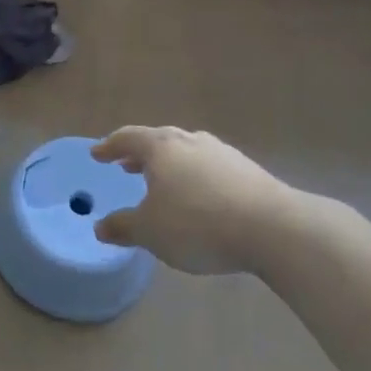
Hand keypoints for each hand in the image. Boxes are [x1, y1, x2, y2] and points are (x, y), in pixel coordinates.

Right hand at [91, 127, 288, 274]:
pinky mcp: (247, 171)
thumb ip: (123, 227)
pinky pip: (209, 168)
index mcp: (161, 147)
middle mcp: (190, 141)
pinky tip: (200, 197)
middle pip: (158, 141)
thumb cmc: (198, 224)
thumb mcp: (151, 232)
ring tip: (162, 182)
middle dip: (140, 154)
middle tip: (127, 166)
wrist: (273, 228)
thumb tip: (100, 226)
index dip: (110, 147)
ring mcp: (222, 153)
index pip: (128, 138)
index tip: (97, 154)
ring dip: (169, 165)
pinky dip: (195, 177)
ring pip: (186, 152)